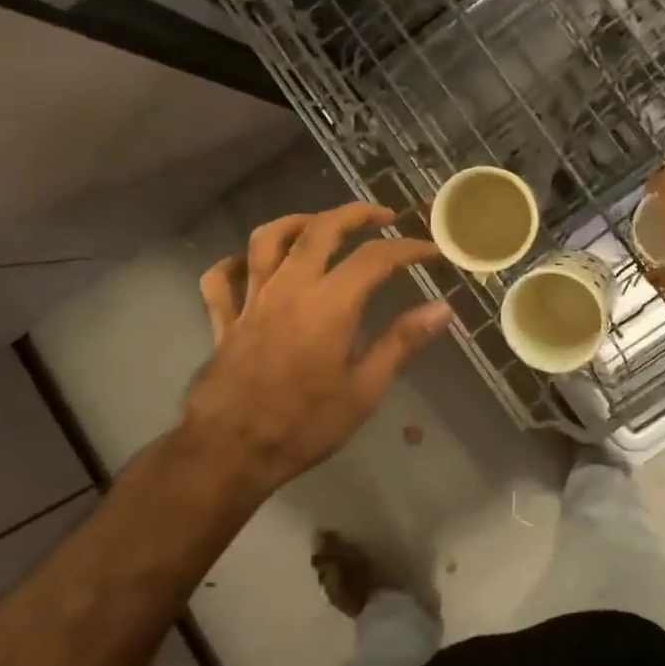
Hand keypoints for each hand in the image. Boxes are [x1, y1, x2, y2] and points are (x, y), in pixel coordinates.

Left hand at [183, 202, 451, 495]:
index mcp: (329, 303)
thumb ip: (401, 342)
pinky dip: (236, 263)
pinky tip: (252, 265)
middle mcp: (290, 287)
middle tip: (381, 216)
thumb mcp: (364, 390)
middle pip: (320, 228)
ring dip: (296, 222)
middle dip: (355, 213)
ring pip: (267, 239)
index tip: (432, 252)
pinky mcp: (225, 319)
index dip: (408, 249)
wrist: (229, 451)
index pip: (376, 257)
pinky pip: (222, 278)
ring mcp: (252, 299)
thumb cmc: (303, 424)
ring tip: (319, 224)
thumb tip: (442, 308)